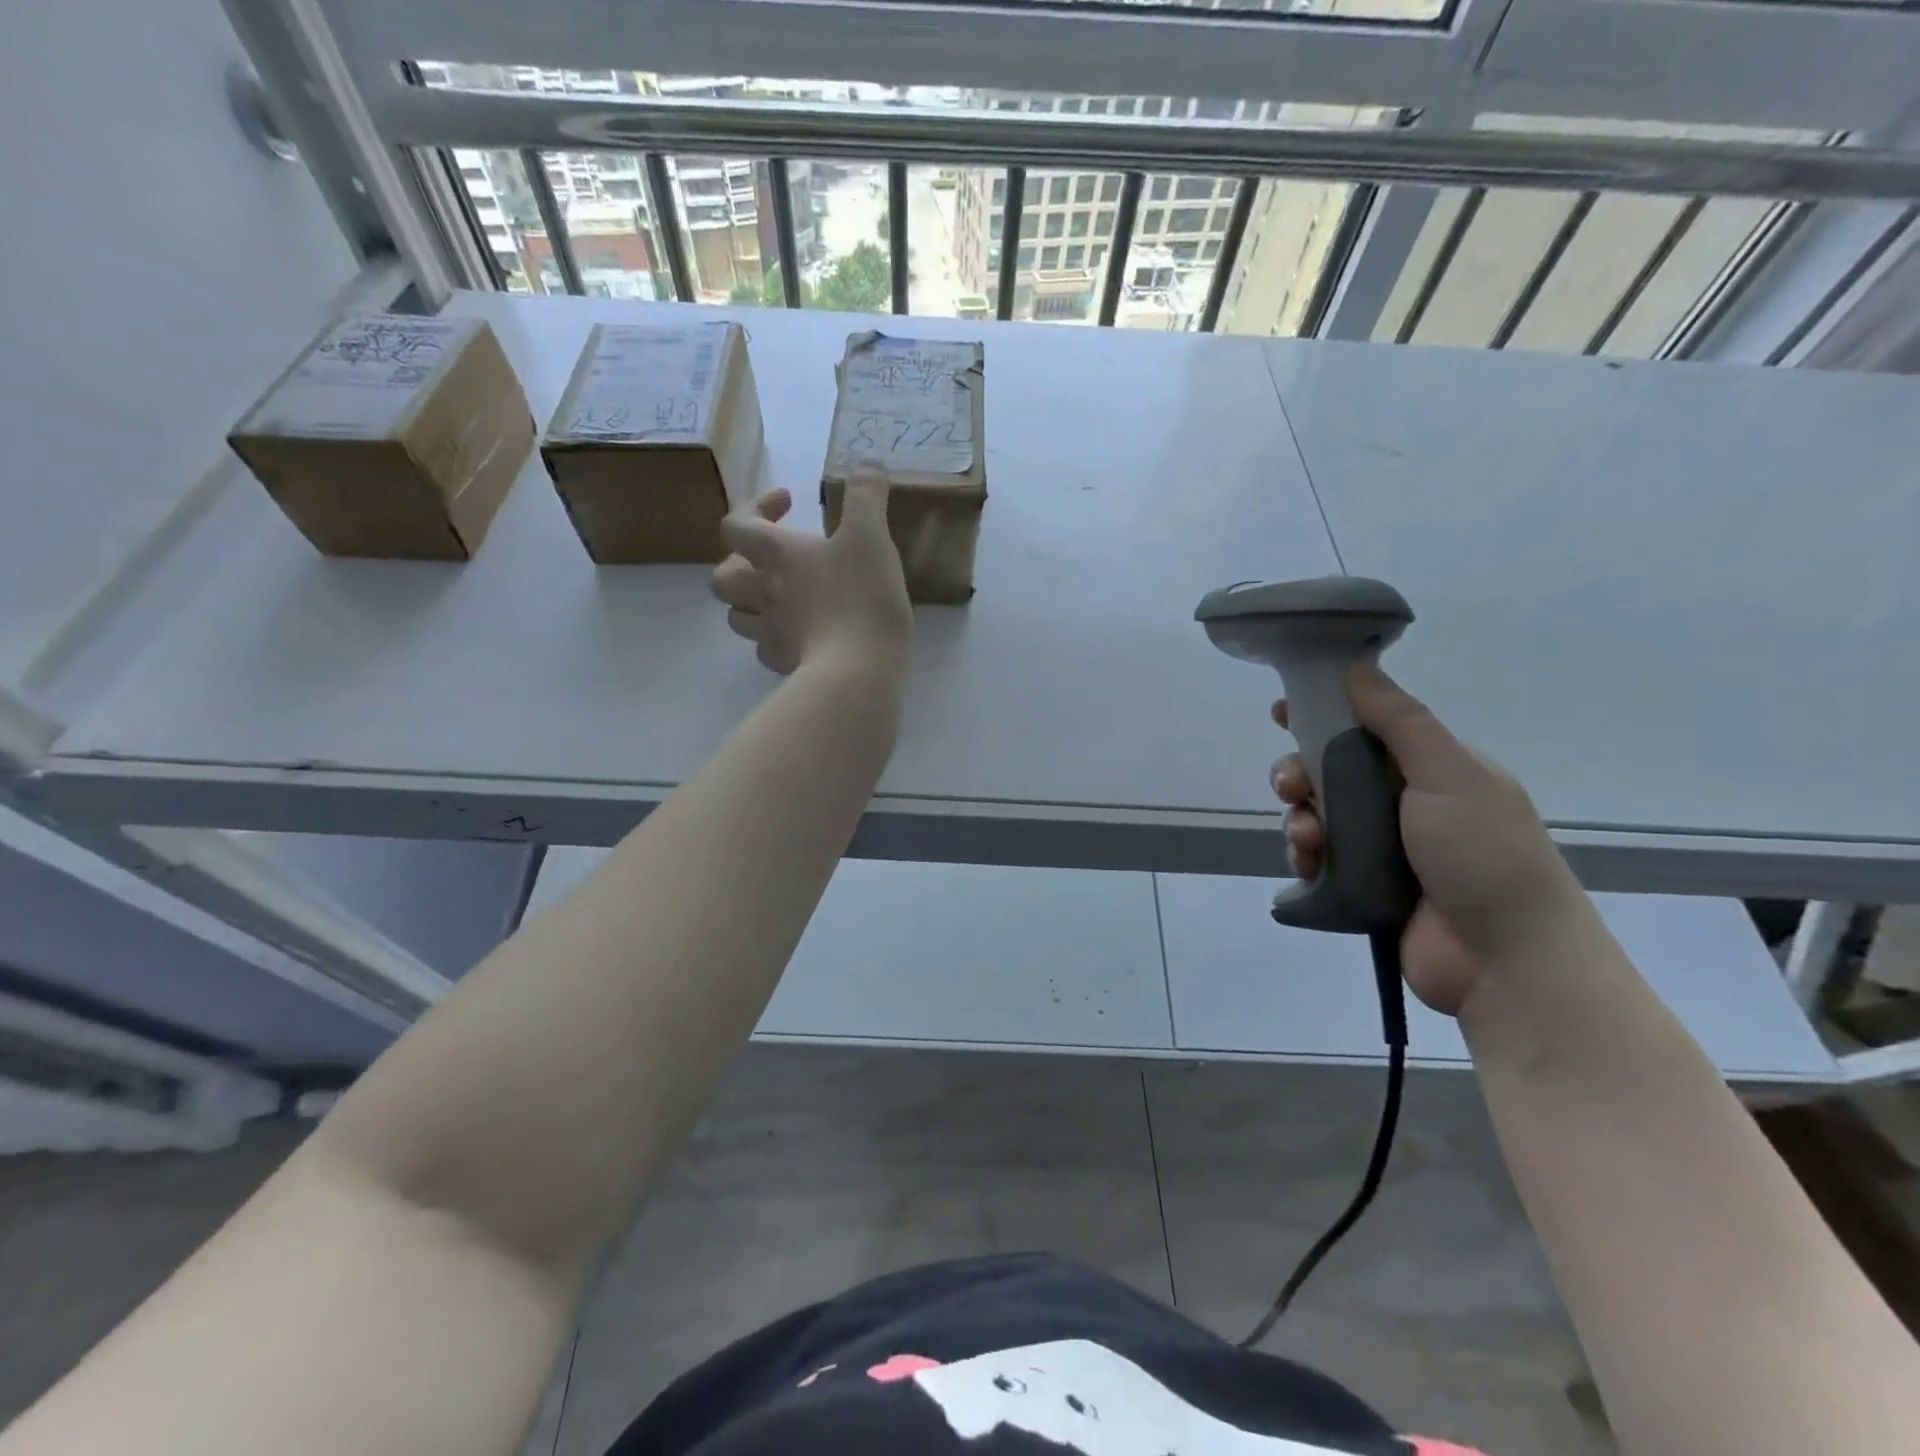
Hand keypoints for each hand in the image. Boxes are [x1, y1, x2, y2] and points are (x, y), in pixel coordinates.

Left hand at [711, 462, 911, 680]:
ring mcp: (770, 631)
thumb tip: (866, 462)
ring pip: (737, 616)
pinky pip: (765, 649)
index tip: (786, 502)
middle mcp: (763, 591)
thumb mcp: (871, 536)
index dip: (754, 507)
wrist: (859, 668)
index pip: (737, 524)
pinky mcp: (785, 663)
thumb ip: (867, 496)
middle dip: (739, 563)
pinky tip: (797, 636)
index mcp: (777, 555)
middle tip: (771, 561)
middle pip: (723, 576)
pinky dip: (774, 639)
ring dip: (750, 603)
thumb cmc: (862, 597)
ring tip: (779, 599)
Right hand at [1273, 664, 1586, 1014]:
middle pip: (1332, 771)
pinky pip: (1317, 859)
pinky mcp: (1362, 887)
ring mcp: (1383, 848)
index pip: (1369, 727)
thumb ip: (1400, 721)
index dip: (1324, 715)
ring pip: (1318, 815)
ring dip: (1299, 818)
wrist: (1505, 960)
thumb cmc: (1483, 854)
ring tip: (1306, 835)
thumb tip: (1356, 667)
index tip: (1283, 711)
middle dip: (1300, 772)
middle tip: (1290, 784)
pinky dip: (1304, 856)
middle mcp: (1405, 803)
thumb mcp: (1449, 774)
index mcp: (1433, 769)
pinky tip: (1307, 863)